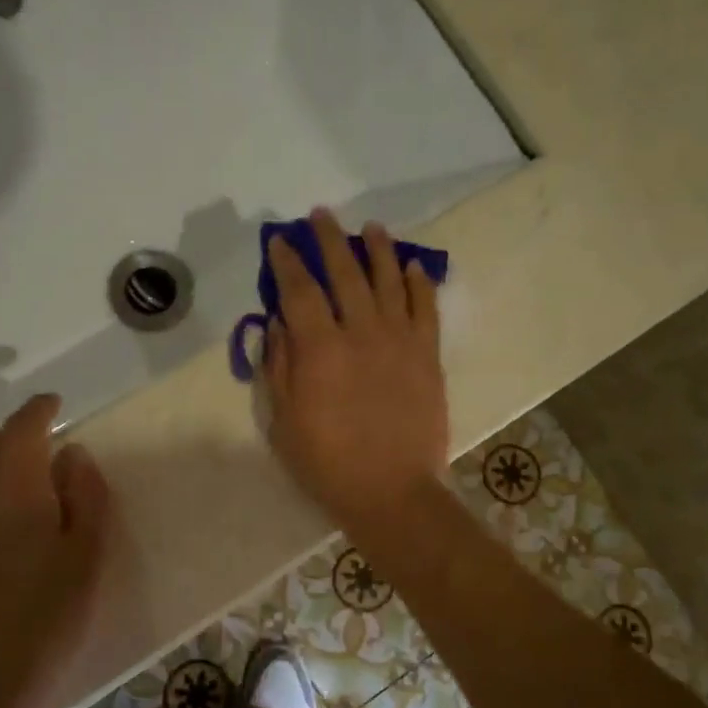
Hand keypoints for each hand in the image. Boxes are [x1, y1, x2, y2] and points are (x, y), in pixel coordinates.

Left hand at [0, 393, 110, 707]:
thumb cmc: (54, 615)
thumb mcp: (91, 552)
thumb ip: (86, 495)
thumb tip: (71, 453)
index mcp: (19, 495)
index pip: (21, 432)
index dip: (38, 411)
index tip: (55, 405)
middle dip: (13, 434)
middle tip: (40, 444)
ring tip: (2, 458)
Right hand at [263, 208, 449, 536]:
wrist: (392, 491)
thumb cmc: (327, 462)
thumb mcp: (283, 420)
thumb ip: (279, 365)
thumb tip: (278, 321)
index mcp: (320, 349)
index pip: (299, 290)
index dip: (287, 261)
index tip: (280, 240)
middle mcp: (361, 332)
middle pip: (344, 272)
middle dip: (329, 240)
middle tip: (321, 216)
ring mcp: (400, 341)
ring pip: (389, 280)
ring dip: (378, 249)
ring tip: (371, 227)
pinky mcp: (428, 355)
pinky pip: (426, 308)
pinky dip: (419, 283)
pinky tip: (411, 266)